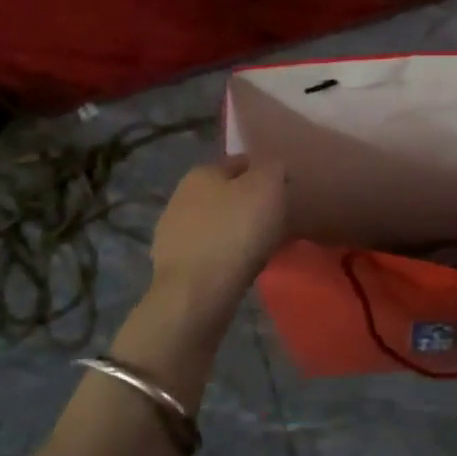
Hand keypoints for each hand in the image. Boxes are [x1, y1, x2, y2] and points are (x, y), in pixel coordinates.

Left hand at [148, 156, 287, 322]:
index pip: (241, 162)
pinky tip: (239, 267)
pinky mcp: (172, 263)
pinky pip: (209, 251)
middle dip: (249, 204)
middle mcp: (181, 195)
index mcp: (202, 171)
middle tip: (276, 222)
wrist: (196, 293)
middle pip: (226, 194)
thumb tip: (272, 167)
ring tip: (261, 248)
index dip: (266, 174)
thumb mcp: (267, 187)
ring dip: (236, 231)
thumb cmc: (235, 232)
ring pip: (216, 223)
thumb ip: (273, 168)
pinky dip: (224, 255)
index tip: (284, 193)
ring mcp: (172, 231)